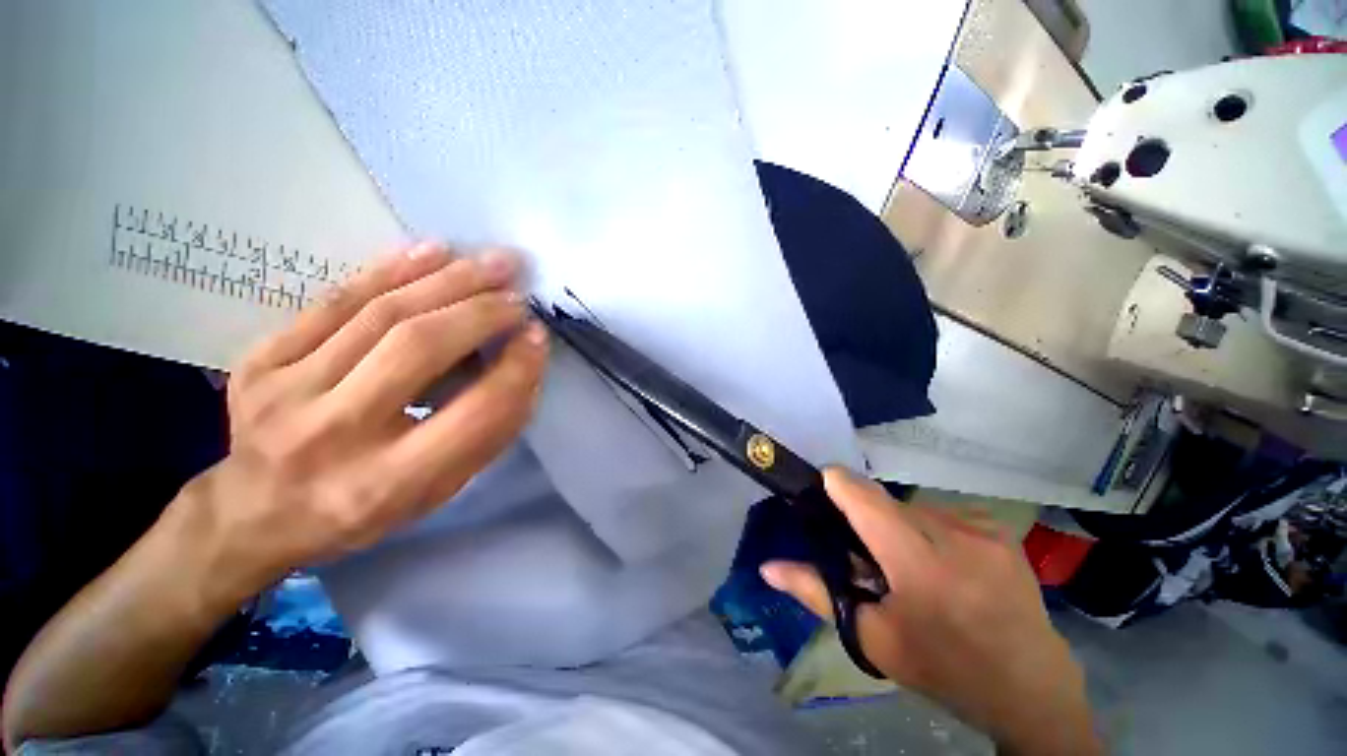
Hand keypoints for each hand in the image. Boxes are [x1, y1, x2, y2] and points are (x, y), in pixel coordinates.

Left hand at [177, 240, 548, 597]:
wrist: (257, 511)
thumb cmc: (367, 508)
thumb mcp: (441, 489)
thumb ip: (489, 431)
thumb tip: (525, 364)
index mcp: (389, 481)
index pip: (475, 410)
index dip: (516, 367)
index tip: (538, 336)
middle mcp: (334, 434)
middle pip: (420, 347)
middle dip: (482, 311)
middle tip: (519, 292)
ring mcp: (286, 390)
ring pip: (382, 313)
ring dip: (448, 280)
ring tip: (493, 262)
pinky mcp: (260, 360)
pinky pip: (336, 300)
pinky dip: (392, 270)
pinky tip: (434, 251)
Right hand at [761, 469, 1100, 755]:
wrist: (1030, 689)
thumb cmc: (944, 668)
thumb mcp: (873, 638)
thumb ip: (816, 592)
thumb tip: (767, 566)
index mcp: (918, 561)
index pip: (860, 494)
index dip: (834, 486)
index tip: (820, 498)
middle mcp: (951, 531)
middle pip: (883, 502)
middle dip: (866, 522)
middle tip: (871, 562)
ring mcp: (981, 526)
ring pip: (911, 508)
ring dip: (898, 528)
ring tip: (911, 569)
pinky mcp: (998, 528)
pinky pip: (941, 515)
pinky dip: (929, 532)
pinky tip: (944, 566)